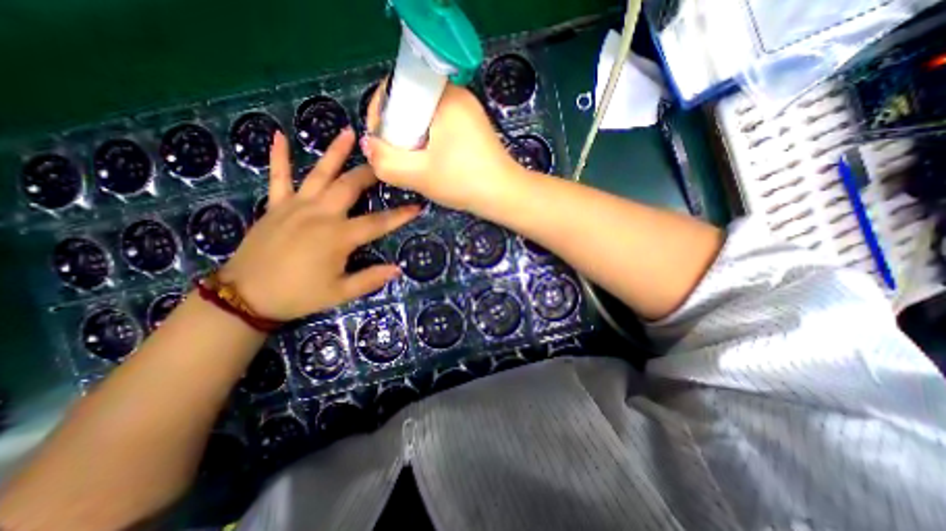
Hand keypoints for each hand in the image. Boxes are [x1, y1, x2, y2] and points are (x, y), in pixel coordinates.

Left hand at [219, 128, 418, 318]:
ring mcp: (295, 206)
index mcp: (338, 236)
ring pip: (319, 174)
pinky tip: (278, 135)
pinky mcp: (275, 207)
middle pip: (350, 187)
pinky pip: (278, 178)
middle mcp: (320, 214)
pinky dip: (279, 157)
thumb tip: (398, 269)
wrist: (246, 297)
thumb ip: (370, 279)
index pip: (378, 223)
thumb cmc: (299, 295)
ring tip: (348, 132)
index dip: (400, 215)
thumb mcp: (340, 293)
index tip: (417, 206)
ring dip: (334, 152)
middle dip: (370, 174)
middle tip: (386, 162)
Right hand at [364, 81, 524, 211]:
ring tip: (415, 163)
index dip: (381, 113)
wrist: (505, 195)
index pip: (397, 88)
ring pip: (426, 118)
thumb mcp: (419, 175)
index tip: (380, 140)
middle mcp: (458, 96)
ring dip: (414, 139)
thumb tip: (368, 145)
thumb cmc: (464, 182)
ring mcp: (468, 111)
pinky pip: (441, 127)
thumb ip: (385, 161)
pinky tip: (433, 162)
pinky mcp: (474, 127)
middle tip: (399, 157)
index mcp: (444, 97)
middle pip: (411, 103)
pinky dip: (431, 142)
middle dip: (398, 130)